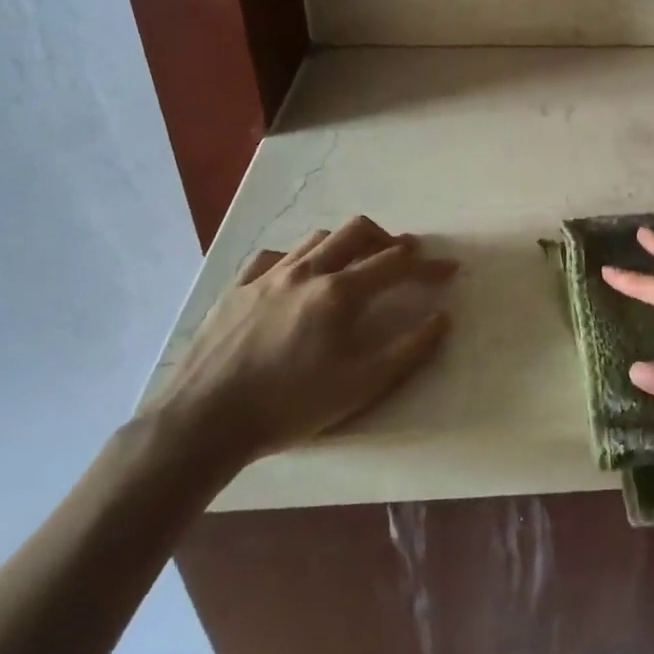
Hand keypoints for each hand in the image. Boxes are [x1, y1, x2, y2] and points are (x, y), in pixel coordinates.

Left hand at [148, 215, 456, 467]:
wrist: (205, 422)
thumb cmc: (290, 404)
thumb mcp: (361, 385)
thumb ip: (409, 349)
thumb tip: (443, 318)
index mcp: (339, 292)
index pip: (396, 264)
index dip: (428, 265)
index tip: (449, 269)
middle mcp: (306, 271)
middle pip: (357, 231)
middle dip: (387, 238)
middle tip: (403, 256)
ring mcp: (267, 277)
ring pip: (316, 239)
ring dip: (345, 244)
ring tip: (354, 264)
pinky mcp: (236, 289)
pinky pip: (272, 257)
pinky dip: (297, 258)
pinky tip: (297, 277)